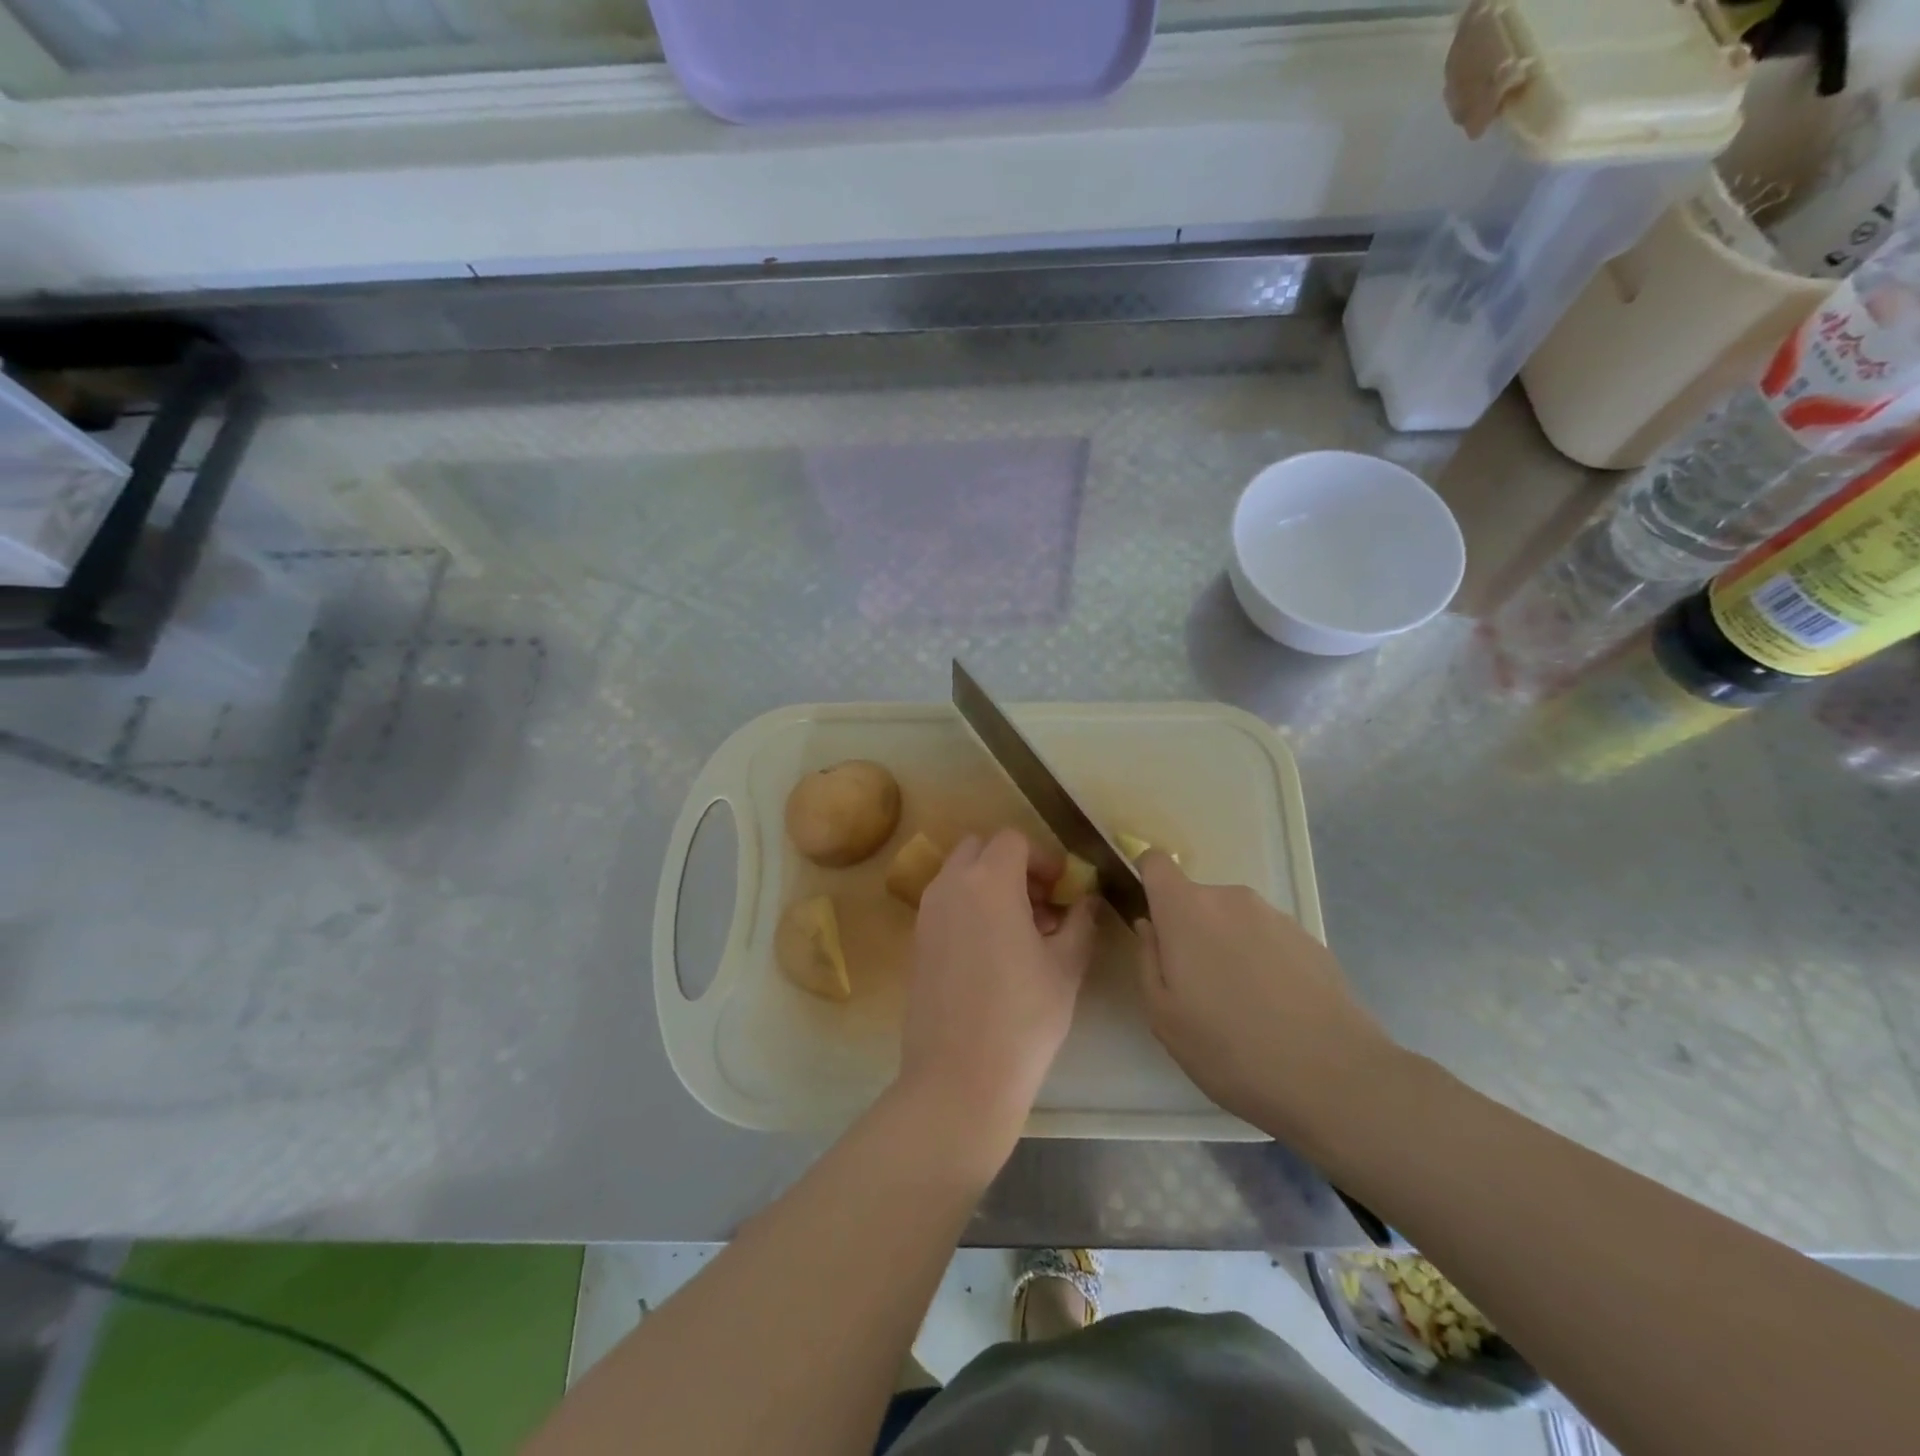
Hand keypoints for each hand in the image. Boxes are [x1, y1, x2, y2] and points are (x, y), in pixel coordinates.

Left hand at [898, 830, 1096, 1151]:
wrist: (959, 1077)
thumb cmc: (1023, 1018)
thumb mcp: (1066, 967)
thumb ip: (1081, 921)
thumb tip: (1087, 899)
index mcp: (988, 881)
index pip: (1013, 840)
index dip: (1043, 858)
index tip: (1062, 891)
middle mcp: (950, 885)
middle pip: (980, 849)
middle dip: (1013, 865)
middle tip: (1040, 905)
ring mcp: (927, 912)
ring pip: (959, 875)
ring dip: (990, 885)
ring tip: (1021, 932)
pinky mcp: (916, 941)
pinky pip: (945, 903)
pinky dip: (969, 907)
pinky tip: (992, 953)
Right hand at [1135, 852, 1403, 1160]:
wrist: (1335, 1078)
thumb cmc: (1230, 1048)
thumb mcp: (1163, 1016)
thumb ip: (1148, 959)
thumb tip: (1151, 926)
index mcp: (1187, 910)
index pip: (1155, 862)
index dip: (1146, 881)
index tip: (1150, 919)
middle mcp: (1231, 899)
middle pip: (1196, 900)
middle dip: (1189, 933)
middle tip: (1197, 989)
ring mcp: (1276, 917)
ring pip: (1233, 922)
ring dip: (1228, 949)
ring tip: (1242, 1008)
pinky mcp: (1311, 940)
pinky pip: (1268, 941)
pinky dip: (1262, 964)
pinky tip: (1276, 1013)